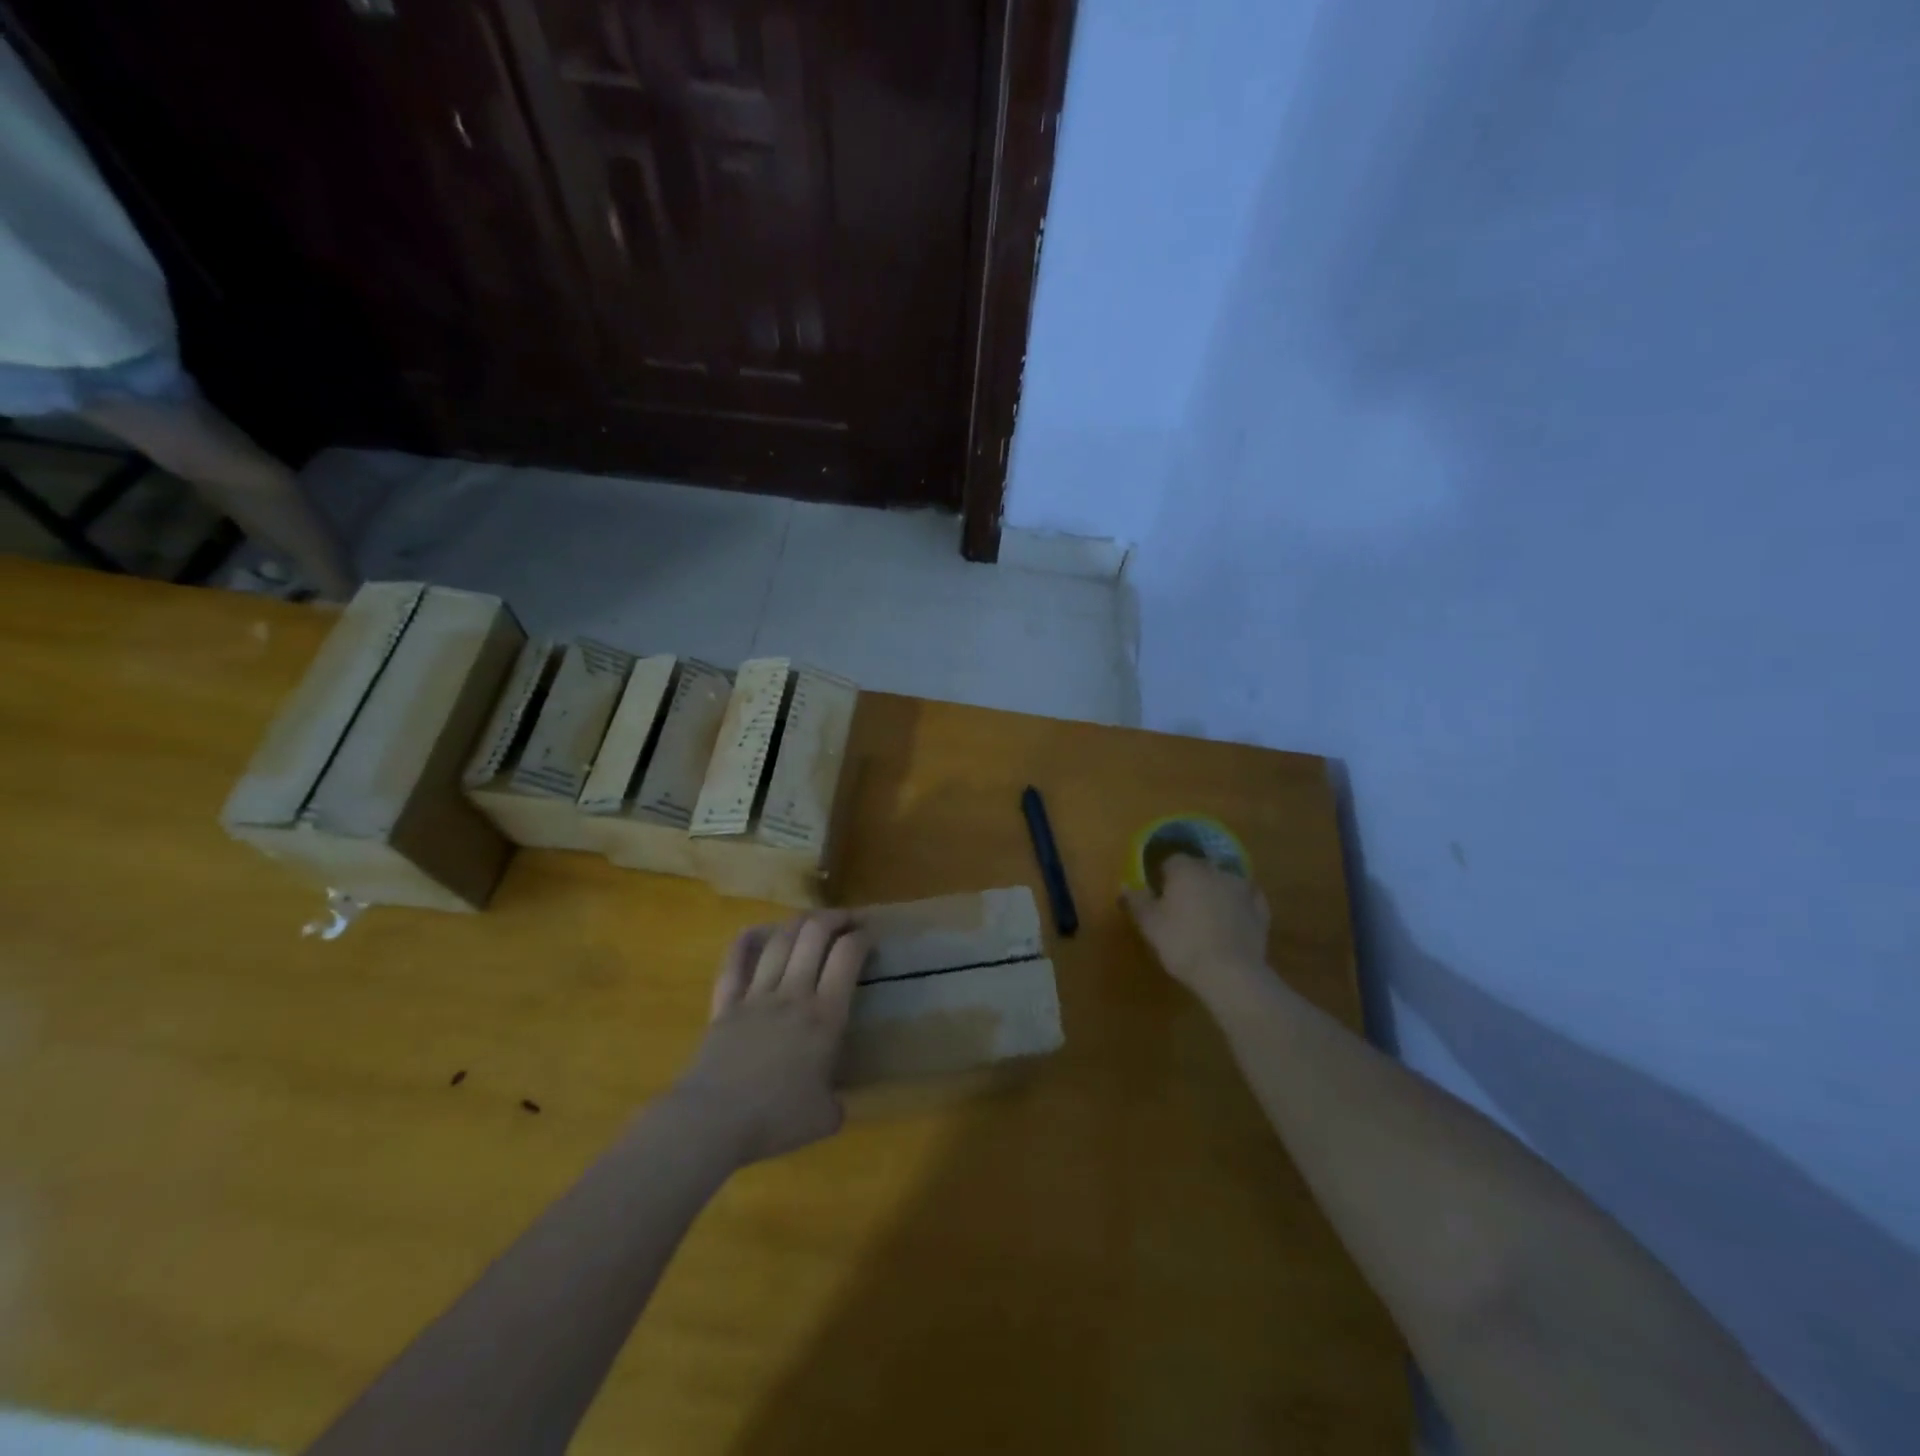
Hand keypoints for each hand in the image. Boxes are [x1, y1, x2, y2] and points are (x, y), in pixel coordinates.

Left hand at [670, 911, 870, 1165]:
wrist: (711, 1121)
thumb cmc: (774, 1119)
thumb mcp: (824, 1118)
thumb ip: (836, 1102)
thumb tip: (835, 1102)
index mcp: (825, 1016)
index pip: (848, 956)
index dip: (862, 938)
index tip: (870, 936)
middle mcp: (793, 993)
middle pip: (814, 934)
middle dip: (834, 918)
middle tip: (847, 920)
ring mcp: (756, 995)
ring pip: (779, 941)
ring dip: (798, 924)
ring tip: (811, 923)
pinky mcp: (725, 1005)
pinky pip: (734, 963)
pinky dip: (745, 942)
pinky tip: (755, 932)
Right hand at [1123, 855, 1271, 1008]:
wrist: (1231, 974)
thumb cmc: (1182, 943)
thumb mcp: (1149, 924)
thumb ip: (1136, 901)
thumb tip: (1126, 886)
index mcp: (1186, 869)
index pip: (1170, 860)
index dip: (1161, 875)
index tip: (1156, 892)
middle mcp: (1215, 870)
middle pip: (1198, 867)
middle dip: (1189, 880)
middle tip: (1179, 904)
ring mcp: (1242, 888)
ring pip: (1223, 881)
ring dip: (1215, 890)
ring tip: (1206, 913)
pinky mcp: (1261, 909)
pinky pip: (1246, 898)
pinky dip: (1238, 904)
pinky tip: (1232, 918)